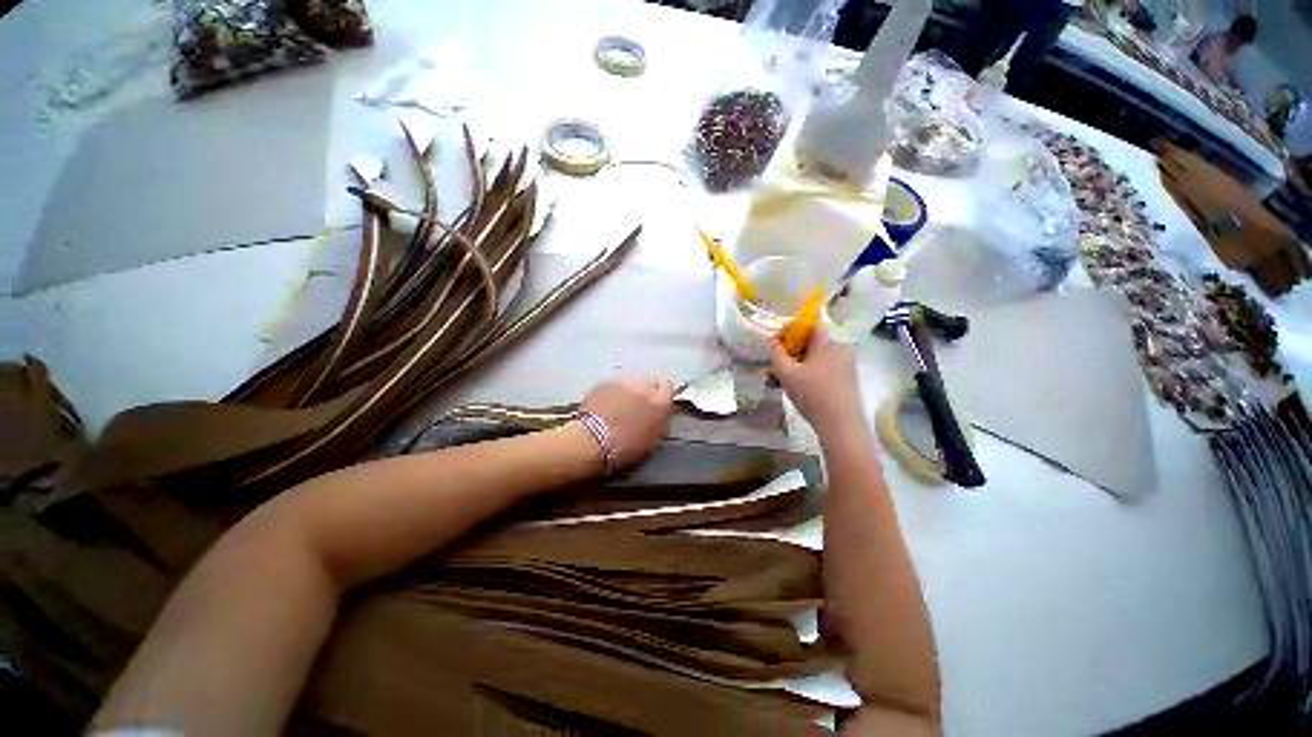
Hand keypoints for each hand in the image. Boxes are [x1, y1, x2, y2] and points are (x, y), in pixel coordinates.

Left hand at [578, 376, 673, 469]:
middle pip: (649, 381)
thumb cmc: (625, 448)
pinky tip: (606, 404)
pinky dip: (612, 392)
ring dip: (629, 390)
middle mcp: (644, 386)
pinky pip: (613, 384)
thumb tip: (659, 414)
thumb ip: (659, 421)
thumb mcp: (652, 440)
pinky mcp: (604, 383)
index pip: (668, 388)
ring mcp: (623, 382)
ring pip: (632, 380)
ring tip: (621, 404)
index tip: (657, 405)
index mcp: (660, 403)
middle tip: (638, 406)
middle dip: (646, 391)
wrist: (591, 441)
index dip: (662, 396)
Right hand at [772, 325, 864, 437]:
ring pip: (821, 355)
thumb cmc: (812, 394)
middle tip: (782, 359)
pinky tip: (803, 385)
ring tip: (788, 375)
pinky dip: (814, 370)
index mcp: (827, 343)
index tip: (780, 339)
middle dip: (797, 347)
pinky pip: (828, 366)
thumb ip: (777, 355)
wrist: (841, 424)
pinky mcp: (849, 378)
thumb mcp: (787, 374)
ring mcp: (847, 364)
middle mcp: (841, 348)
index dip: (794, 327)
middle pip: (816, 340)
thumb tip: (773, 342)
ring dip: (804, 360)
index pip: (812, 323)